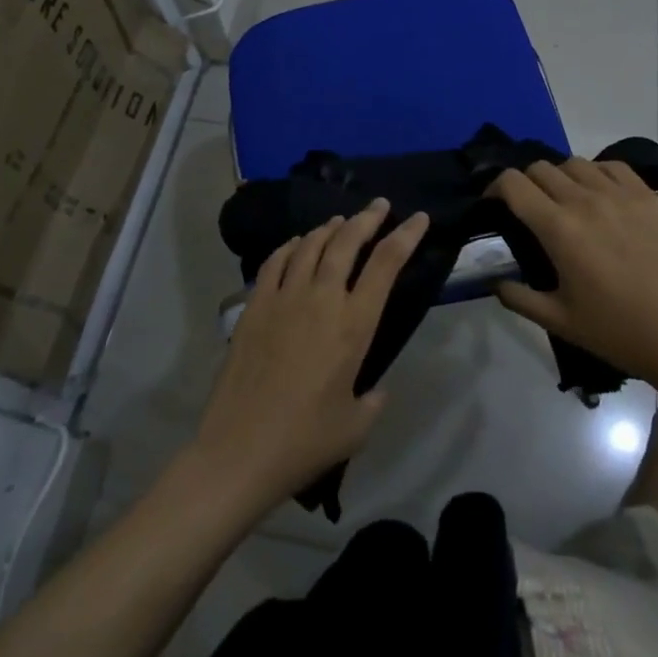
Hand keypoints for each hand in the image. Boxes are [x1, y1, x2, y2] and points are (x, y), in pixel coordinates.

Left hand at [192, 199, 428, 510]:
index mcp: (353, 325)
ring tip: (340, 222)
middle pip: (347, 242)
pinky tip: (297, 244)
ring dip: (329, 228)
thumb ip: (372, 400)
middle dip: (367, 218)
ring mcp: (283, 298)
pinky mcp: (254, 306)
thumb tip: (373, 388)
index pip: (386, 264)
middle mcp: (321, 299)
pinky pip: (275, 262)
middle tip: (379, 206)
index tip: (418, 217)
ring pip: (310, 244)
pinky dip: (291, 246)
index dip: (405, 236)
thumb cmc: (305, 442)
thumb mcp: (355, 427)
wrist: (240, 451)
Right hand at [492, 159, 657, 389]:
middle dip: (526, 182)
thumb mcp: (558, 321)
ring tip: (566, 200)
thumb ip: (519, 298)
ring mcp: (620, 195)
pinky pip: (613, 166)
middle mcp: (585, 201)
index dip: (496, 187)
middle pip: (541, 168)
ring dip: (561, 176)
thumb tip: (496, 283)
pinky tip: (601, 194)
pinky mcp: (649, 198)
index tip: (495, 204)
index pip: (513, 183)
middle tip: (529, 208)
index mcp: (559, 228)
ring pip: (575, 163)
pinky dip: (598, 172)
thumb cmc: (616, 331)